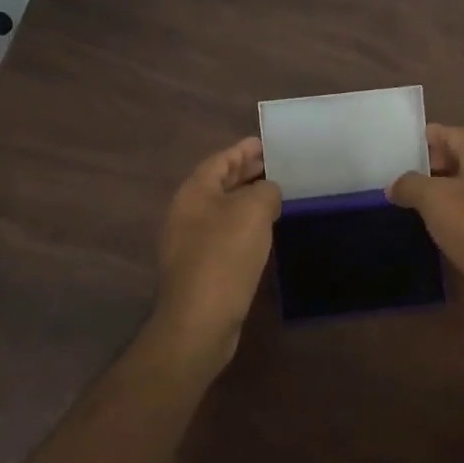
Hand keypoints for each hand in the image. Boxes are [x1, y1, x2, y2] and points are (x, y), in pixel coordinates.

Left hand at [151, 137, 281, 367]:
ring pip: (223, 210)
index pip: (220, 160)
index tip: (266, 143)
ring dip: (247, 200)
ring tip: (276, 195)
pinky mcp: (201, 268)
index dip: (243, 149)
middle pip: (219, 184)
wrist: (200, 319)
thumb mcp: (253, 211)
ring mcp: (190, 242)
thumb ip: (265, 191)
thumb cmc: (225, 256)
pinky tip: (264, 232)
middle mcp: (187, 213)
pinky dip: (245, 225)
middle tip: (276, 165)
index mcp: (194, 193)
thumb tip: (269, 191)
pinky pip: (225, 234)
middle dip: (246, 173)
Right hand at [388, 124, 463, 329]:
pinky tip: (438, 226)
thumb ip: (409, 185)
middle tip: (398, 181)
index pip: (445, 133)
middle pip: (456, 156)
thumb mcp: (433, 200)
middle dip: (428, 167)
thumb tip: (394, 185)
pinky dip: (456, 211)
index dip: (419, 140)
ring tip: (412, 204)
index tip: (394, 154)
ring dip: (441, 191)